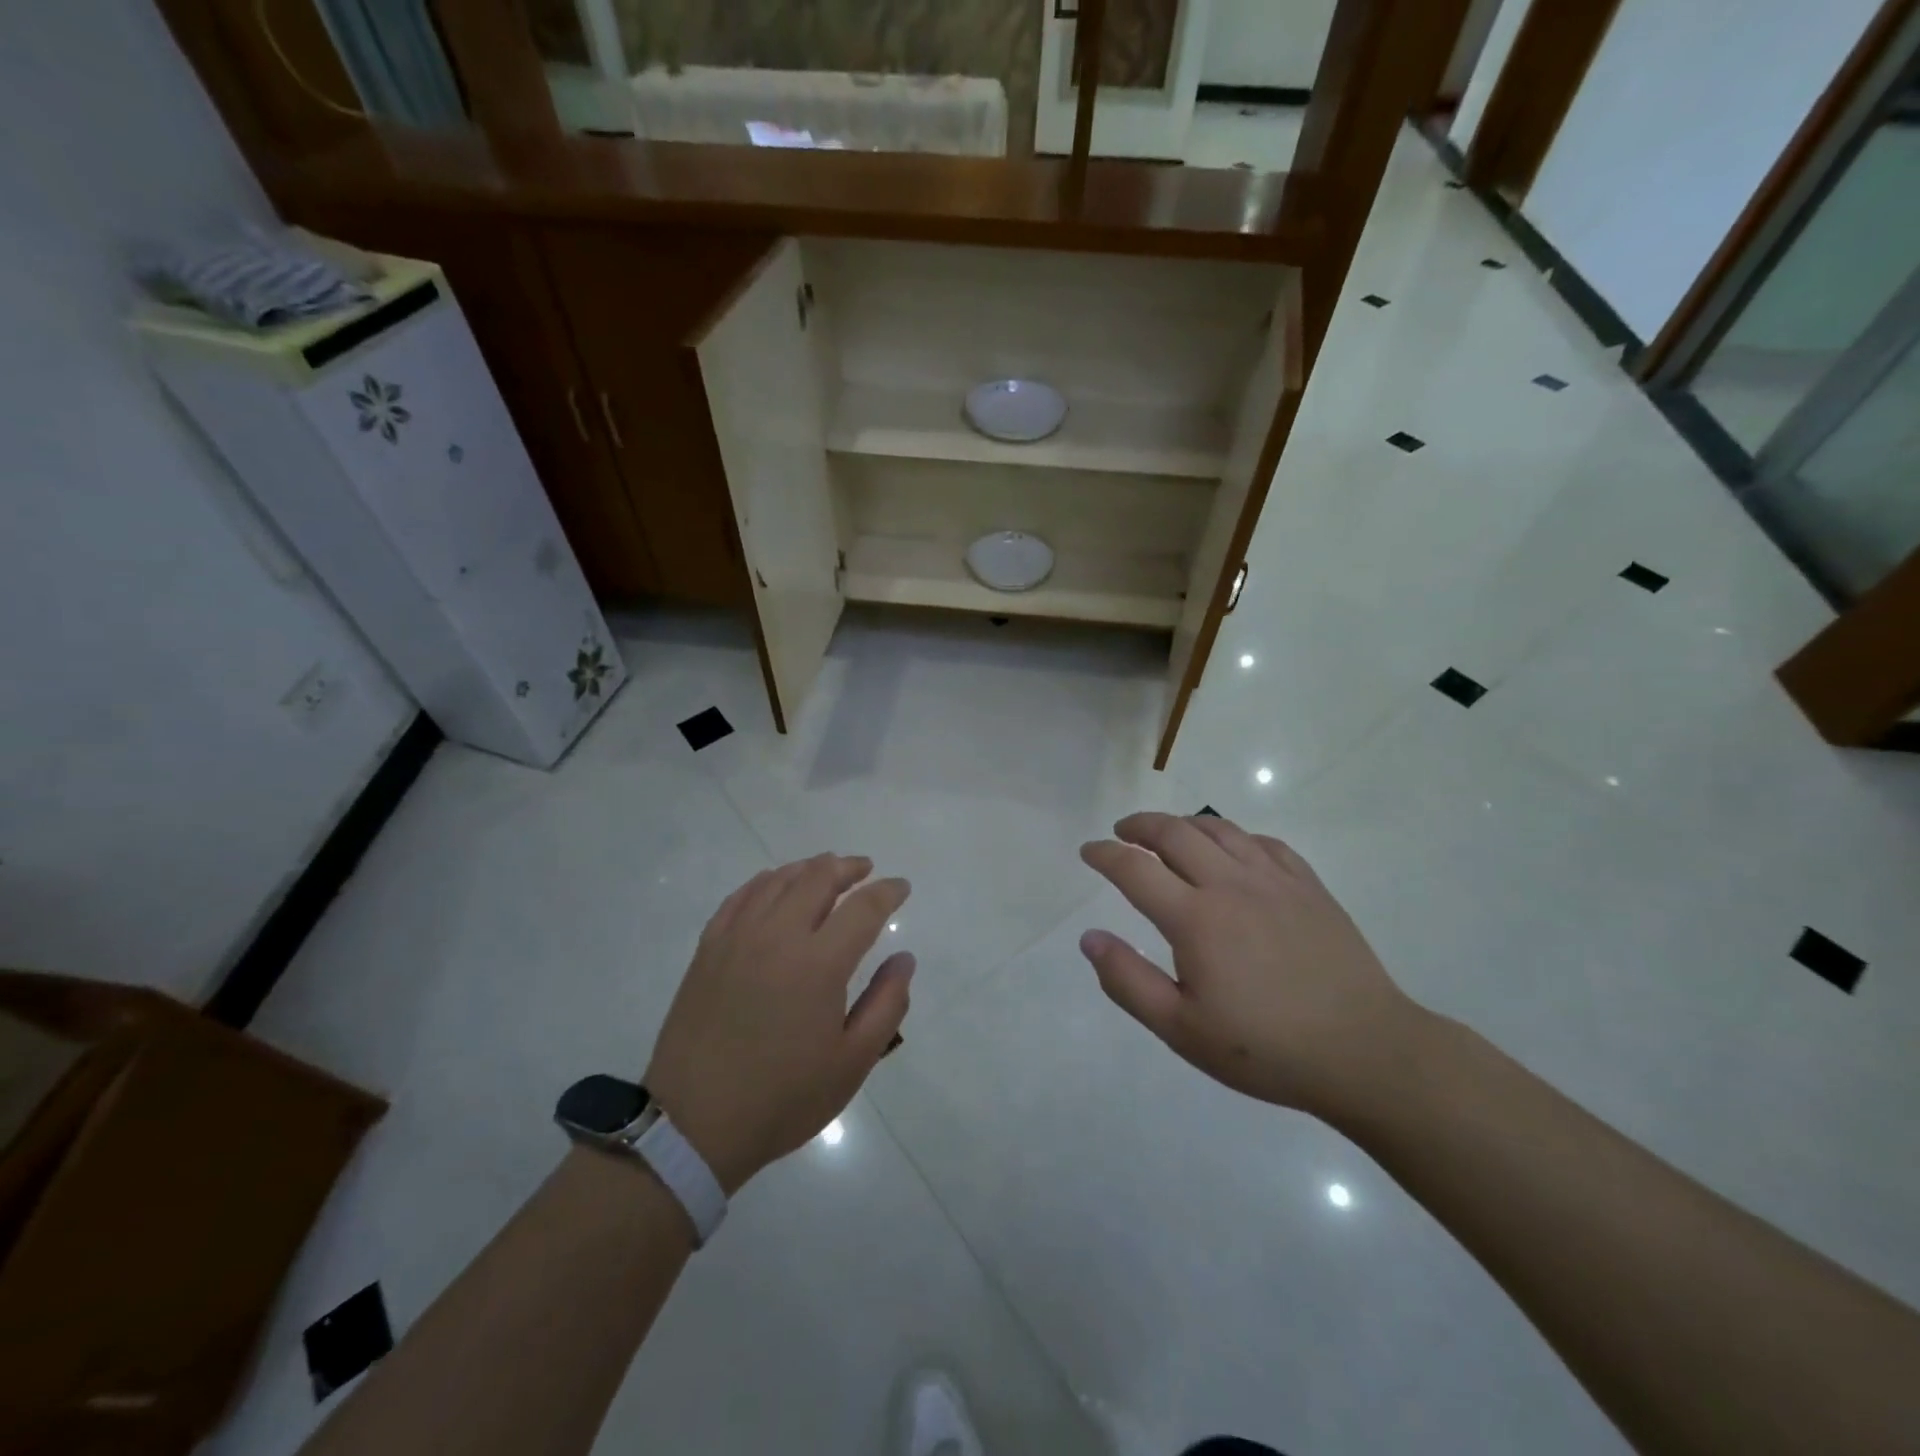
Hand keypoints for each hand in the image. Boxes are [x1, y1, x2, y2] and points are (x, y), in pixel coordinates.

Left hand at [644, 855, 911, 1191]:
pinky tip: (775, 884)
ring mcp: (738, 938)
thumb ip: (887, 1004)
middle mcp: (778, 936)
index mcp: (819, 963)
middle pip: (818, 878)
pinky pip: (740, 897)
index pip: (863, 907)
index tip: (902, 887)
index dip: (888, 892)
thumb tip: (904, 958)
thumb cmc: (783, 1097)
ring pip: (778, 880)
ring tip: (827, 870)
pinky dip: (766, 881)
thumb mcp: (852, 1062)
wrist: (694, 1124)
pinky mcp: (709, 948)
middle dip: (849, 868)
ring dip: (809, 868)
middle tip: (866, 869)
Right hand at [1079, 812, 1417, 1117]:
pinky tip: (1231, 850)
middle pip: (1175, 833)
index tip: (1088, 851)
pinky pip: (1264, 843)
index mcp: (1195, 919)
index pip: (1135, 869)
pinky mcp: (1308, 887)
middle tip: (1122, 831)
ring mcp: (1275, 881)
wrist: (1365, 1051)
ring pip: (1220, 830)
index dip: (1105, 854)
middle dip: (1140, 825)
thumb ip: (1128, 981)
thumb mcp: (1181, 1029)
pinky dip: (1235, 836)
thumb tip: (1089, 938)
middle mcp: (1231, 885)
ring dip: (1184, 823)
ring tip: (1168, 833)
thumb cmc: (1265, 1048)